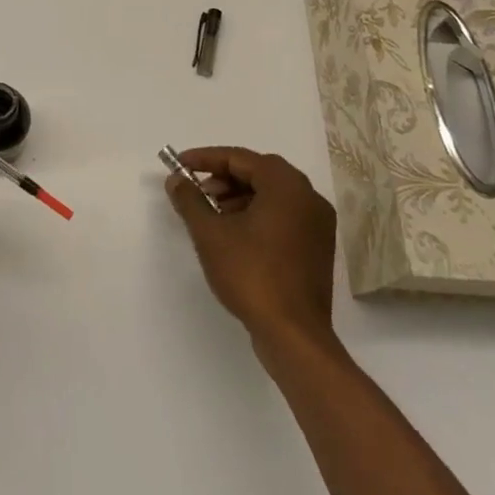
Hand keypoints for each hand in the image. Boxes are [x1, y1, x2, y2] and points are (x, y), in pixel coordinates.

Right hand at [166, 147, 337, 351]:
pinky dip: (256, 216)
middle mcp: (309, 198)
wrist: (293, 336)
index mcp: (287, 186)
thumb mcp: (210, 234)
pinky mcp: (316, 249)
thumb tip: (176, 180)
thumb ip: (190, 200)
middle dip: (223, 179)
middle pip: (259, 173)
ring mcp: (317, 225)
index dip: (206, 159)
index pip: (241, 158)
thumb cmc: (251, 275)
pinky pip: (282, 217)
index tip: (180, 165)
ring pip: (271, 196)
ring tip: (210, 216)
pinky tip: (233, 235)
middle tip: (196, 192)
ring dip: (238, 198)